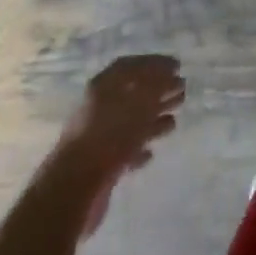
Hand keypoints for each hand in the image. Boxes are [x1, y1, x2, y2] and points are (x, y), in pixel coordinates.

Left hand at [56, 55, 184, 234]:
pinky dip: (138, 149)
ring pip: (130, 123)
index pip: (130, 66)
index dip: (154, 63)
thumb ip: (157, 88)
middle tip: (182, 92)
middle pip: (133, 93)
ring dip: (152, 120)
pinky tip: (151, 153)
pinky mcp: (99, 166)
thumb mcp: (139, 106)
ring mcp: (98, 137)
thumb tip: (172, 76)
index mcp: (103, 87)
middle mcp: (98, 108)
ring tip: (174, 121)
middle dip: (158, 92)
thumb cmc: (109, 138)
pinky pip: (123, 151)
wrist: (73, 191)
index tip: (177, 67)